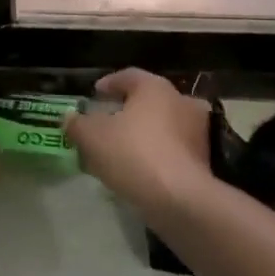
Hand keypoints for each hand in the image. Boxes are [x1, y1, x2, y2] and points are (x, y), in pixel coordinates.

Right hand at [64, 68, 214, 219]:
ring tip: (121, 151)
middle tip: (107, 123)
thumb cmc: (133, 153)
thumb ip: (78, 124)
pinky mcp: (204, 160)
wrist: (179, 199)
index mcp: (155, 87)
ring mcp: (197, 132)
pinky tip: (139, 170)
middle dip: (127, 111)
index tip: (95, 94)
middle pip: (148, 101)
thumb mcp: (92, 137)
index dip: (109, 84)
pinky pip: (173, 150)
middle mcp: (181, 101)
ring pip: (162, 126)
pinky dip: (156, 154)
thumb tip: (70, 118)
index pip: (128, 76)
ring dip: (143, 134)